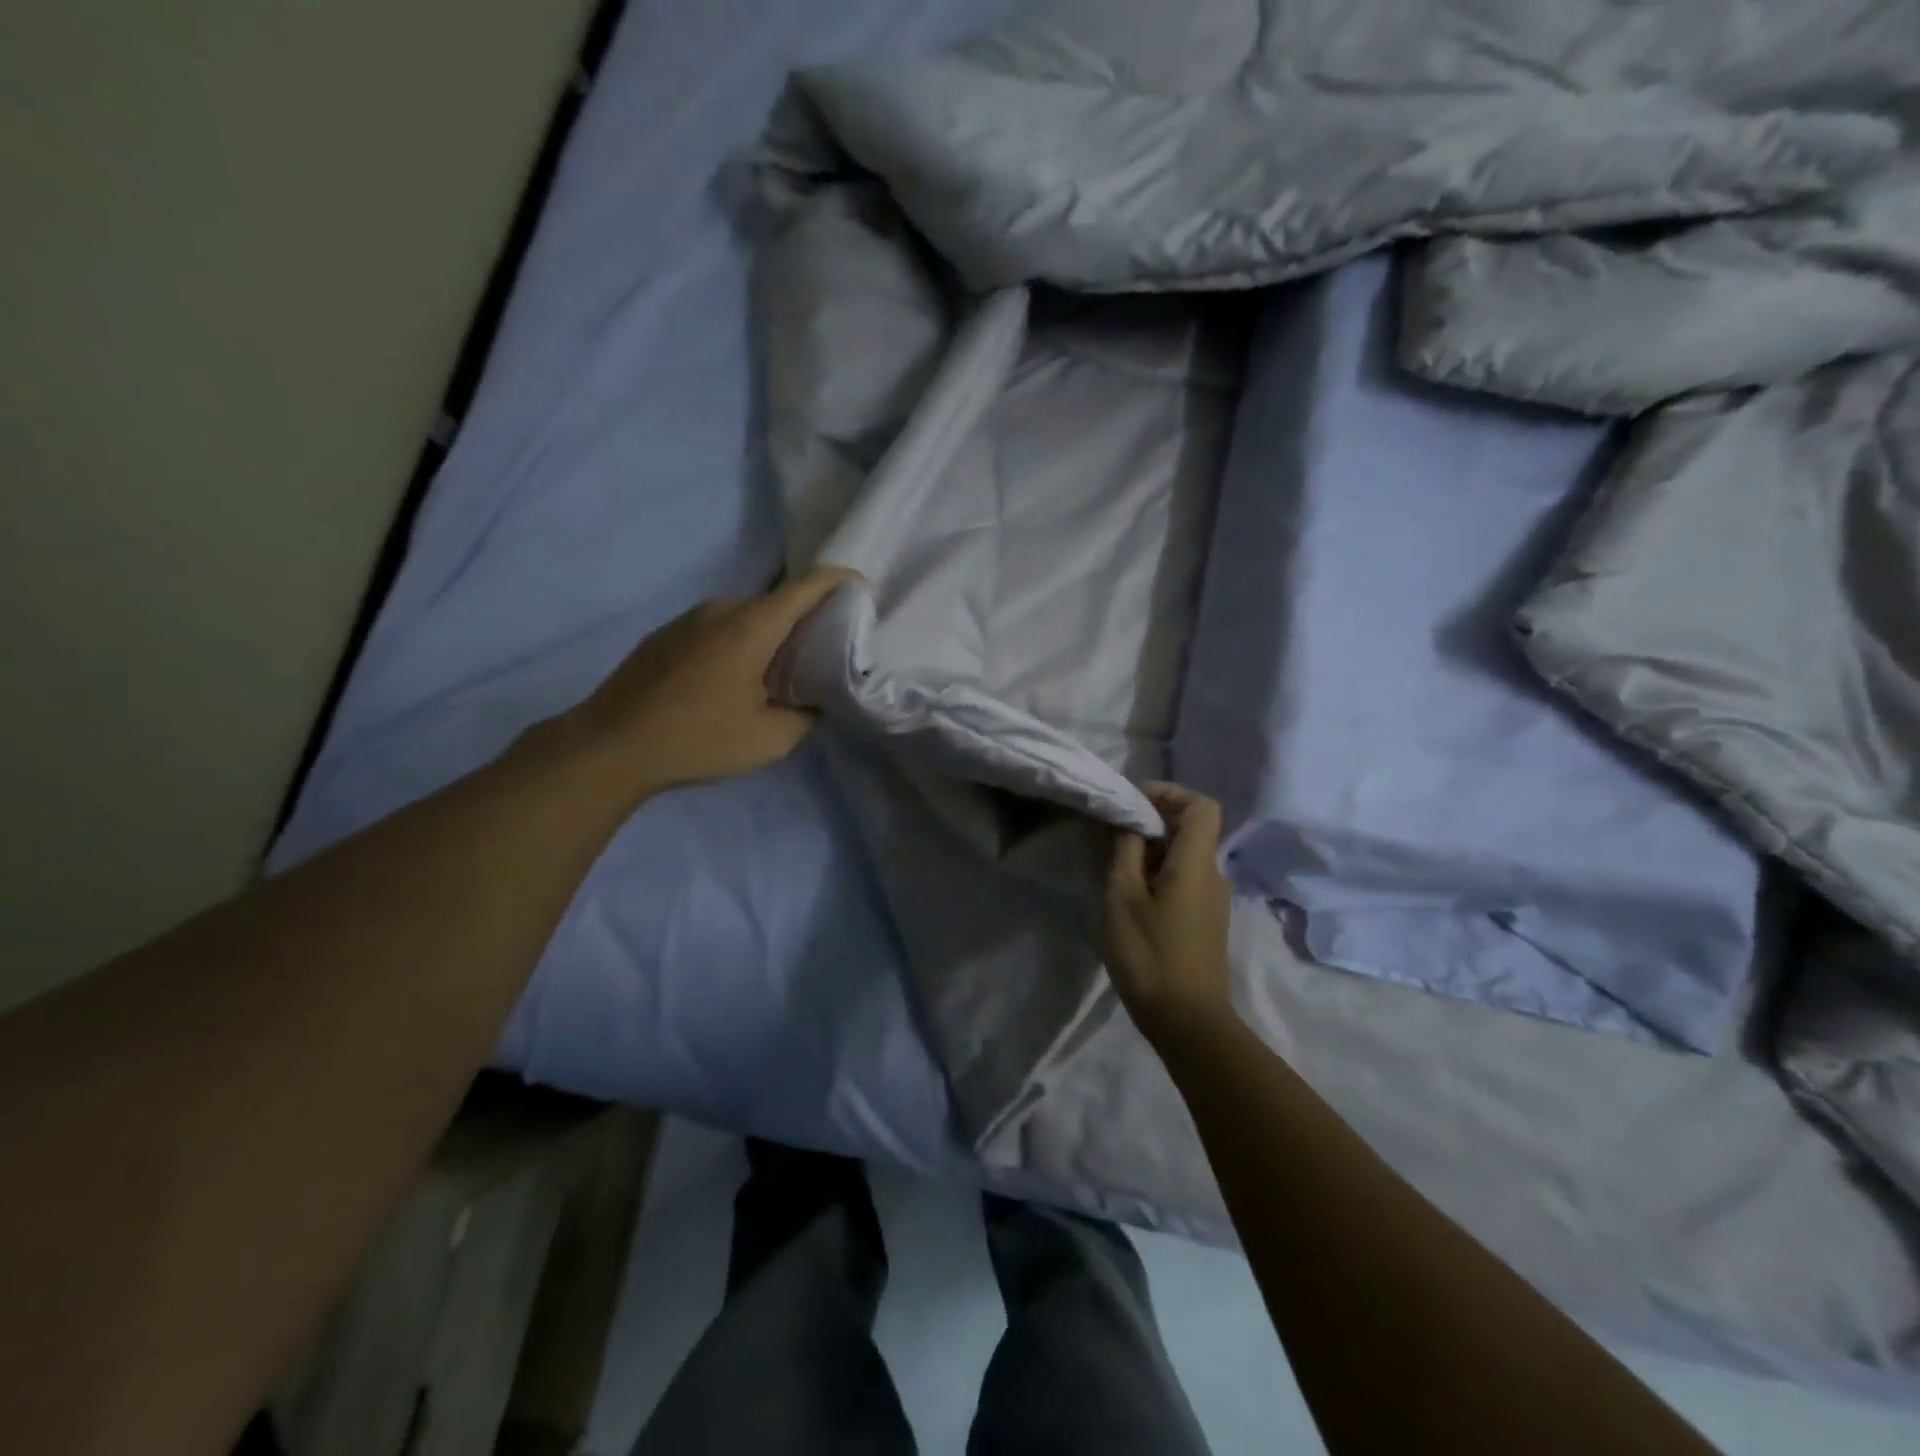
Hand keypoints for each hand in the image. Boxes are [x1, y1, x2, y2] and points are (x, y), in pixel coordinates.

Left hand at [571, 568, 859, 800]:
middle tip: (827, 650)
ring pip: (745, 616)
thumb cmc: (697, 739)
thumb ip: (806, 716)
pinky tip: (735, 679)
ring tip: (781, 670)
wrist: (610, 746)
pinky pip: (717, 628)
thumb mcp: (770, 740)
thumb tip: (813, 703)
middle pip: (777, 601)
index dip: (842, 583)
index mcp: (751, 625)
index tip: (866, 594)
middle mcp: (721, 609)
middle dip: (808, 618)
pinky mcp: (665, 635)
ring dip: (770, 634)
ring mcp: (688, 619)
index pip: (808, 586)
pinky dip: (739, 642)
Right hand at [1104, 783, 1234, 1045]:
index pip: (1201, 805)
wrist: (1187, 1022)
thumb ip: (1124, 851)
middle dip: (1151, 821)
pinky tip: (1129, 895)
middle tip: (1111, 834)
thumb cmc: (1150, 954)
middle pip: (1191, 828)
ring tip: (1113, 865)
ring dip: (1151, 850)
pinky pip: (1184, 879)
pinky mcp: (1205, 921)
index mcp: (1198, 862)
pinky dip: (1157, 873)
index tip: (1132, 803)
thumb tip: (1127, 821)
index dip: (1169, 793)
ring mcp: (1212, 900)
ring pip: (1184, 856)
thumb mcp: (1122, 897)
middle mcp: (1213, 874)